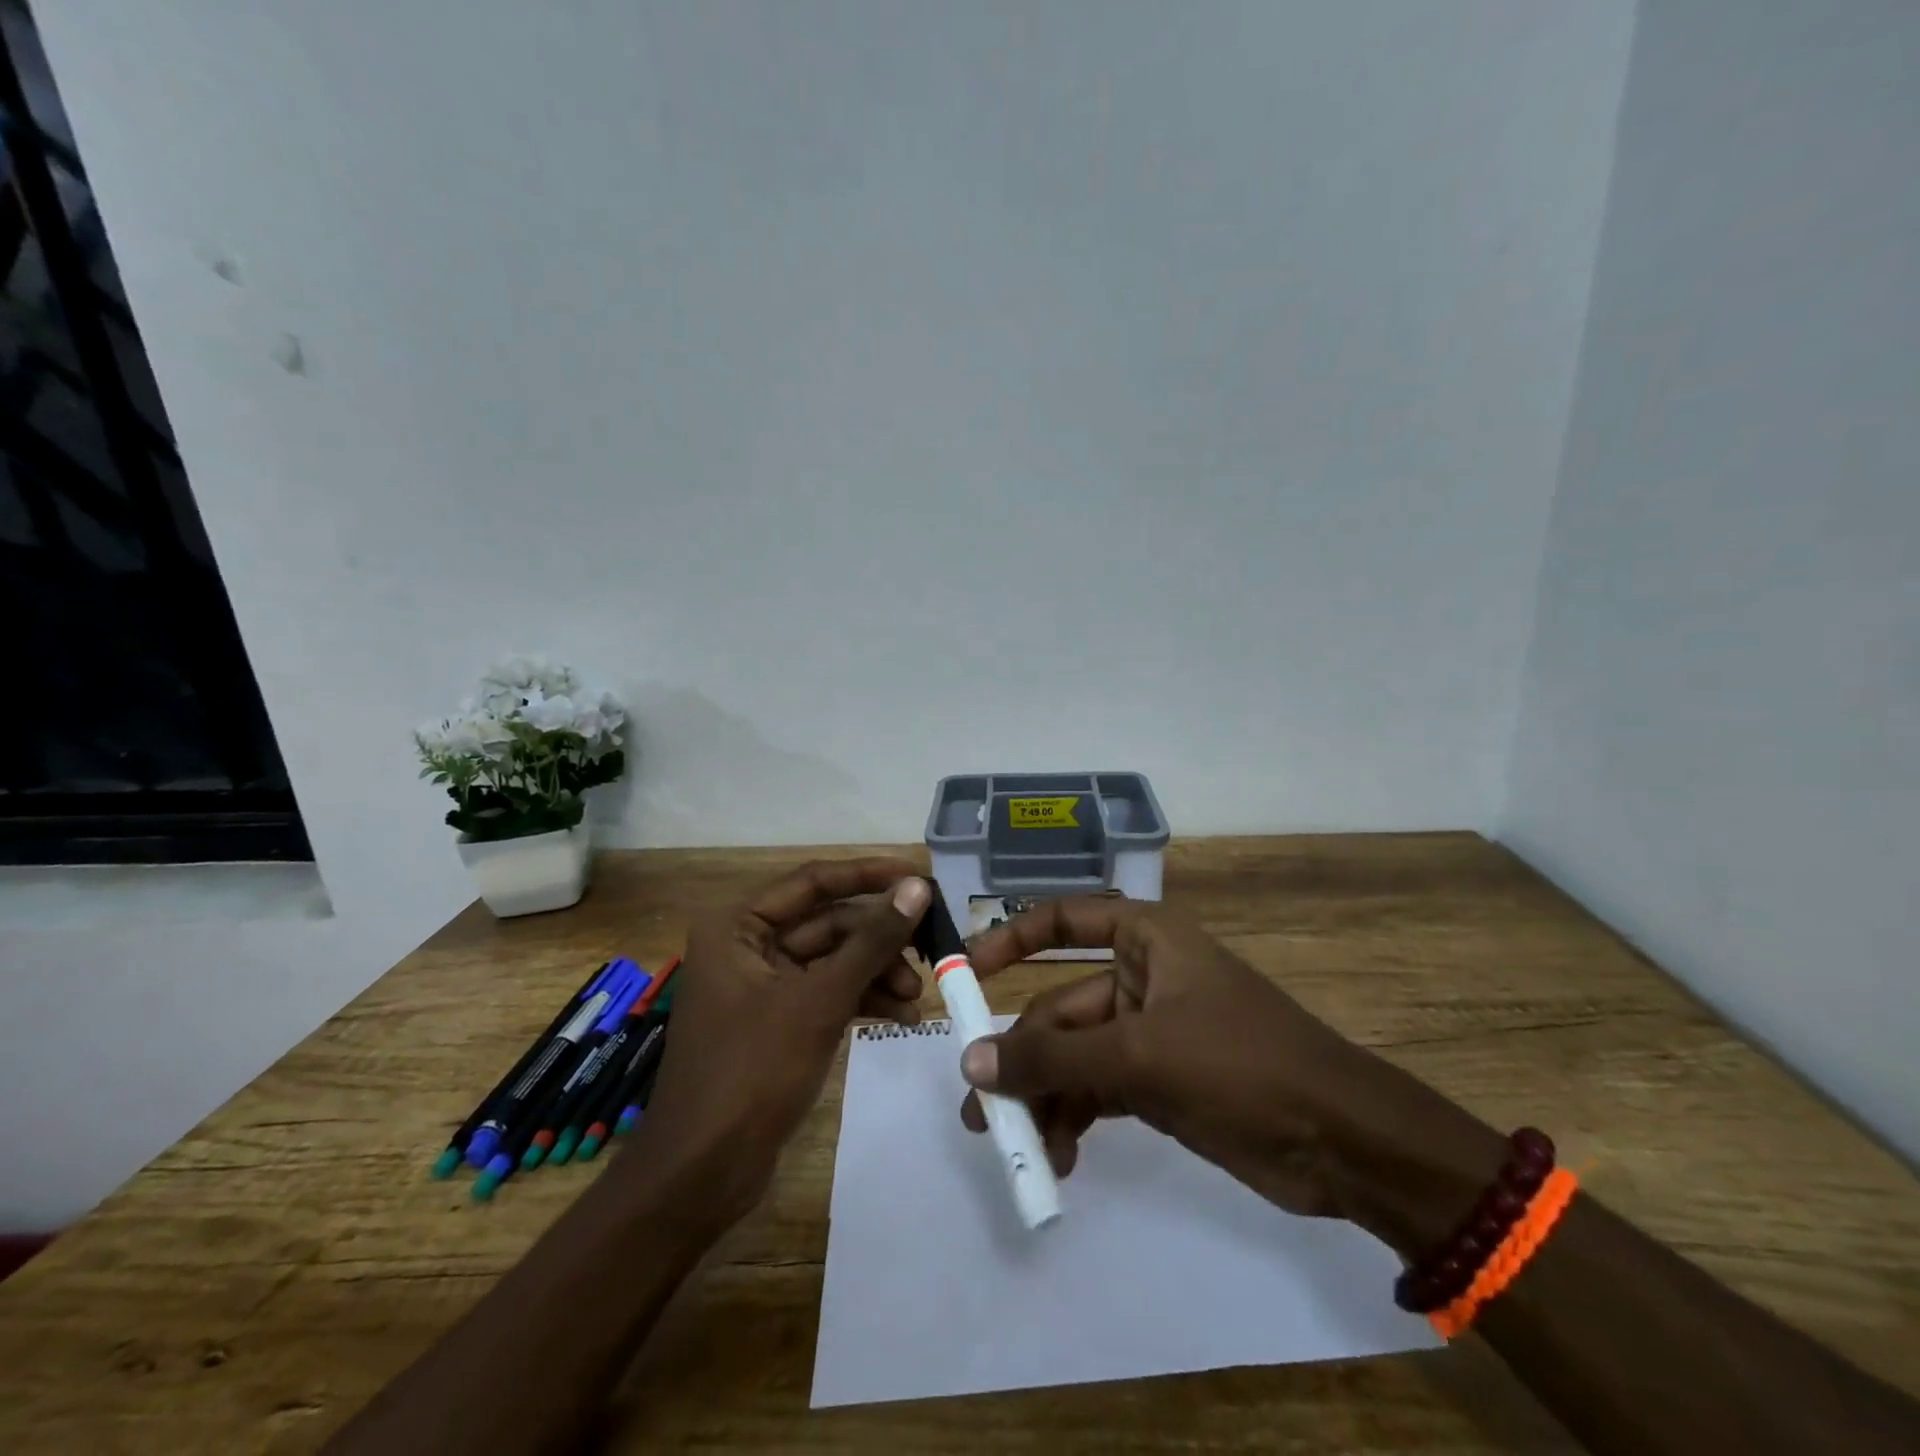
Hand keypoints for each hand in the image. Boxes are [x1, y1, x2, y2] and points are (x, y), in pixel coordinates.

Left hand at [634, 858, 929, 1220]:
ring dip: (877, 972)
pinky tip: (902, 1017)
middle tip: (932, 946)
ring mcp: (763, 984)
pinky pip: (828, 992)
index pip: (814, 882)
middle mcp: (748, 944)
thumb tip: (917, 887)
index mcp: (738, 925)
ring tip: (918, 996)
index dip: (870, 876)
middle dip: (880, 939)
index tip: (921, 877)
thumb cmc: (752, 1071)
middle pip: (829, 923)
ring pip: (833, 960)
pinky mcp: (778, 1019)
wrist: (702, 1173)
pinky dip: (862, 999)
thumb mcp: (819, 1000)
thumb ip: (871, 941)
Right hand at [958, 896, 1426, 1220]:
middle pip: (1062, 1007)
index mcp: (1146, 940)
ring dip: (1046, 1098)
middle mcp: (1143, 977)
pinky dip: (1077, 1118)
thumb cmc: (1242, 1064)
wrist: (1344, 1142)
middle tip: (981, 1112)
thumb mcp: (1141, 1055)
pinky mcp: (1160, 1082)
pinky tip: (1062, 1158)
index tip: (967, 974)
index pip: (1065, 919)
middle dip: (1023, 1057)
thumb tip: (972, 1064)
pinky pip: (1099, 1090)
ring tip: (1019, 1149)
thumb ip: (1054, 1058)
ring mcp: (1151, 1032)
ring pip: (1076, 1056)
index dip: (1012, 939)